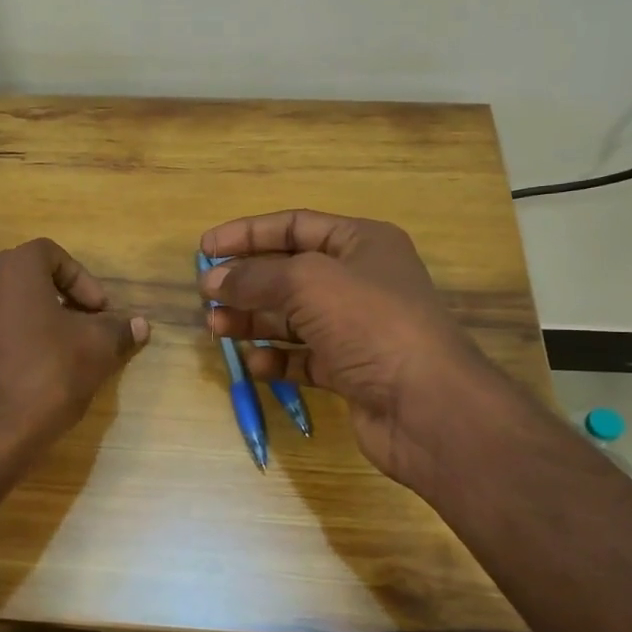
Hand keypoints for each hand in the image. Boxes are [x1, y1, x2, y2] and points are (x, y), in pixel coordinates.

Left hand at [0, 238, 148, 469]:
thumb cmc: (45, 376)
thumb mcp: (96, 351)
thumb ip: (118, 330)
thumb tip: (139, 324)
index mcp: (12, 270)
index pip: (52, 254)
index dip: (82, 280)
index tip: (100, 313)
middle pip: (27, 281)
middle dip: (60, 302)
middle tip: (84, 332)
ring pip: (5, 310)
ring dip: (35, 326)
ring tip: (59, 358)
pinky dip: (10, 348)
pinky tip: (28, 381)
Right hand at [198, 211, 490, 489]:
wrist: (427, 405)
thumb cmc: (370, 323)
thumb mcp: (307, 283)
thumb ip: (254, 278)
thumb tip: (213, 281)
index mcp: (361, 243)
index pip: (294, 226)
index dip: (247, 234)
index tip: (204, 249)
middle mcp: (360, 282)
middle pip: (290, 274)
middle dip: (246, 282)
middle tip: (207, 296)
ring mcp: (356, 329)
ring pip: (292, 318)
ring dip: (253, 321)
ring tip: (216, 328)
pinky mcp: (351, 371)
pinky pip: (304, 358)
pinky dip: (277, 360)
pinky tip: (255, 364)